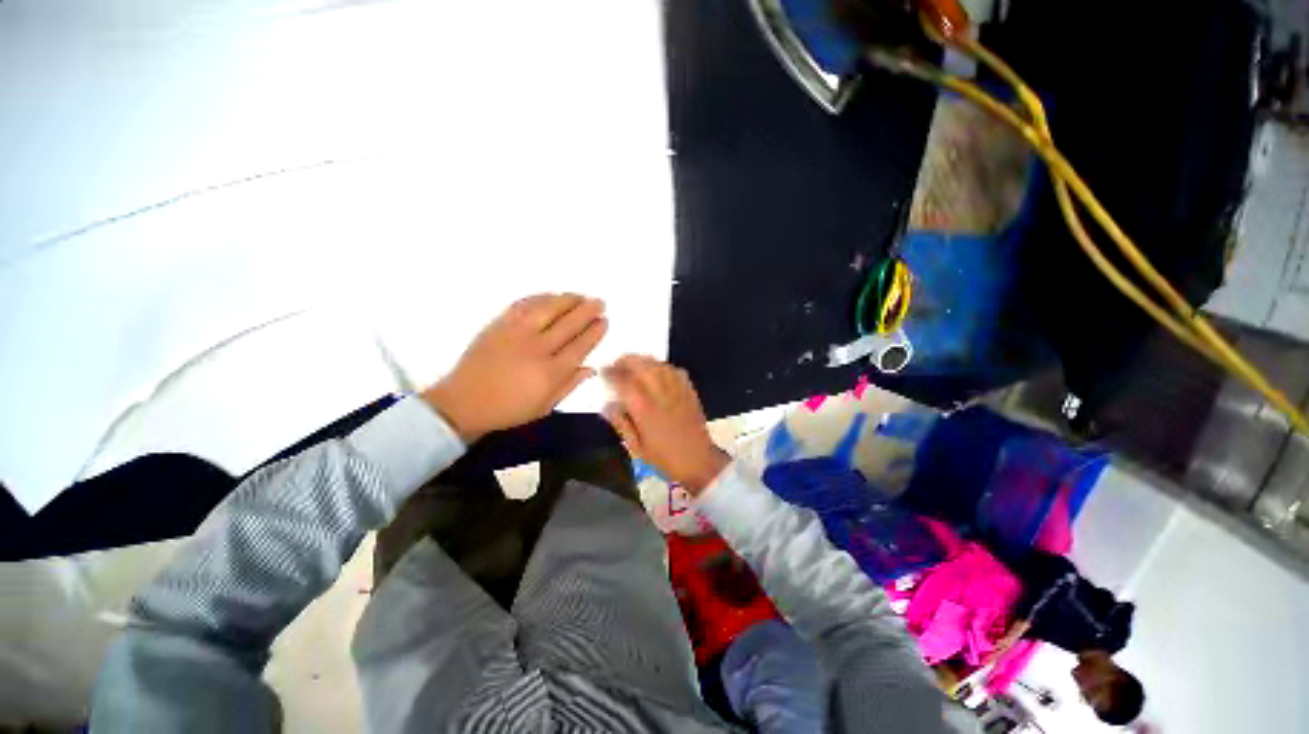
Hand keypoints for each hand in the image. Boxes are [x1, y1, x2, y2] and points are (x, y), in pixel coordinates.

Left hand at [422, 294, 607, 442]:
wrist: (463, 402)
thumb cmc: (509, 409)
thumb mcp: (545, 406)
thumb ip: (570, 385)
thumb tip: (591, 368)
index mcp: (550, 372)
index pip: (580, 346)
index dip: (595, 332)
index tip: (604, 321)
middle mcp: (536, 348)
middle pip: (569, 323)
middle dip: (588, 311)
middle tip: (600, 302)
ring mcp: (516, 333)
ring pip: (548, 308)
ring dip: (568, 299)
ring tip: (581, 296)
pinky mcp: (499, 324)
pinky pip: (524, 304)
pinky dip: (541, 297)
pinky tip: (552, 296)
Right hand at [602, 355, 729, 494]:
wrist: (698, 460)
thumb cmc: (664, 458)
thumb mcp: (636, 447)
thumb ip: (621, 424)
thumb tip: (607, 406)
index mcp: (645, 410)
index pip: (624, 383)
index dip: (612, 374)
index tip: (603, 371)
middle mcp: (661, 395)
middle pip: (642, 367)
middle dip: (627, 361)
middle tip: (617, 364)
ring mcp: (677, 391)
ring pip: (659, 365)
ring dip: (644, 361)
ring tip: (635, 364)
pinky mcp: (689, 391)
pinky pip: (675, 371)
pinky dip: (663, 367)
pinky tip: (657, 371)